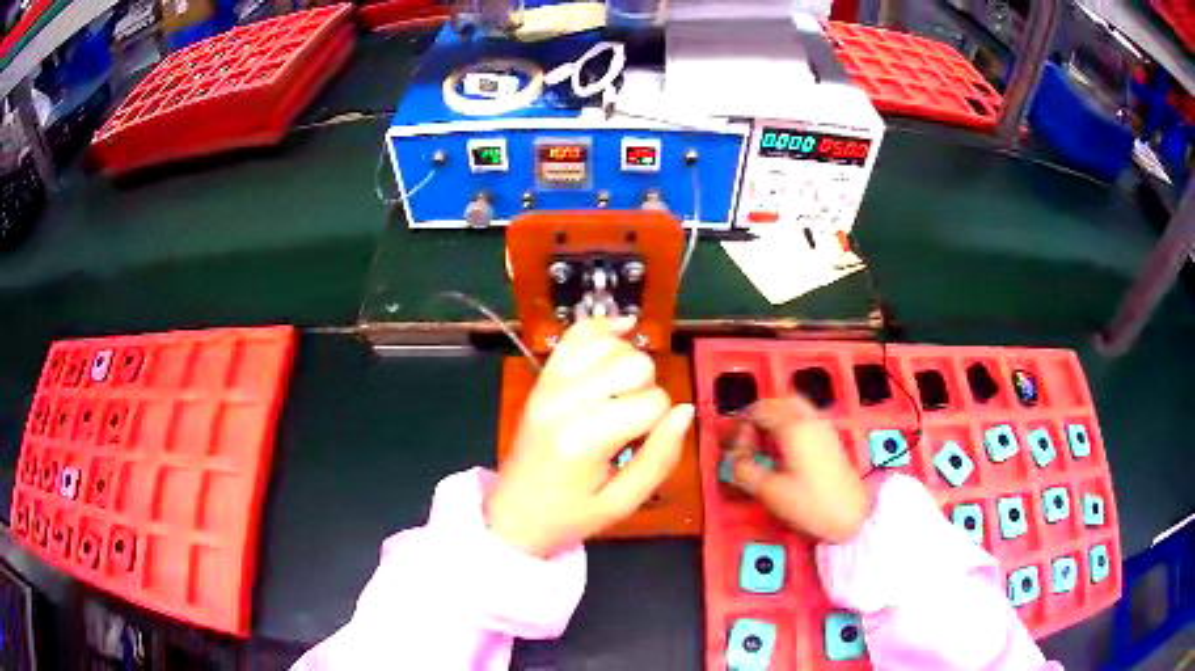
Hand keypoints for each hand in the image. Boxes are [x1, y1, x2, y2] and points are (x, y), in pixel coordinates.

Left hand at [487, 318, 694, 557]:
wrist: (514, 514)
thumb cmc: (571, 516)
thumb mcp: (623, 502)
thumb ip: (660, 458)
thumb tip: (687, 411)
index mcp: (586, 438)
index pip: (653, 402)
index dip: (660, 423)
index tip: (641, 445)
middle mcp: (566, 401)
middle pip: (635, 363)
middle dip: (647, 389)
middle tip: (631, 423)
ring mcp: (550, 384)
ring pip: (611, 344)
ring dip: (628, 363)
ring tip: (621, 394)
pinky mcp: (543, 378)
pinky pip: (577, 334)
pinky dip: (603, 328)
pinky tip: (621, 332)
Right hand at [726, 396, 870, 542]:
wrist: (852, 515)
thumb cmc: (810, 504)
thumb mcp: (770, 492)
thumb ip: (745, 471)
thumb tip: (731, 459)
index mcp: (792, 427)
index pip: (760, 410)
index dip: (741, 422)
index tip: (731, 442)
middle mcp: (809, 420)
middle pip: (780, 401)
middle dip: (760, 412)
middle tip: (745, 435)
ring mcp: (824, 427)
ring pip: (795, 407)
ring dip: (776, 415)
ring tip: (764, 440)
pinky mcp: (831, 439)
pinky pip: (806, 417)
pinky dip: (790, 422)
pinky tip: (785, 447)